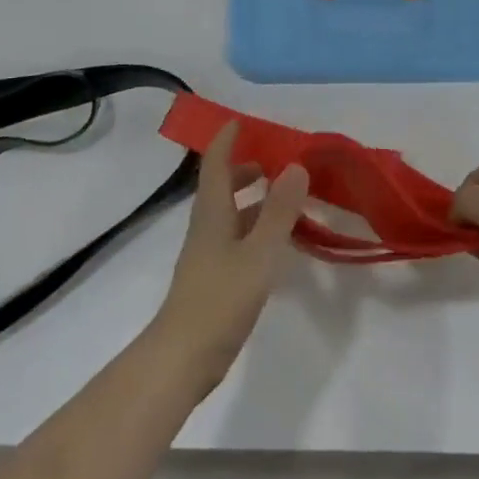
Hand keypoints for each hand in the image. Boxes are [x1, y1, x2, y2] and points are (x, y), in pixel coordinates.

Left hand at [152, 122, 308, 391]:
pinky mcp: (214, 278)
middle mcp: (207, 226)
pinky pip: (236, 238)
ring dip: (254, 198)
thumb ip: (279, 211)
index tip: (243, 121)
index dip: (227, 140)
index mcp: (212, 212)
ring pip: (230, 213)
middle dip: (246, 168)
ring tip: (285, 196)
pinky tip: (277, 242)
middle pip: (222, 186)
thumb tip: (296, 166)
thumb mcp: (259, 253)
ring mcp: (208, 254)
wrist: (183, 358)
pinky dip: (256, 228)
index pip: (215, 163)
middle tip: (277, 160)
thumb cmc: (220, 299)